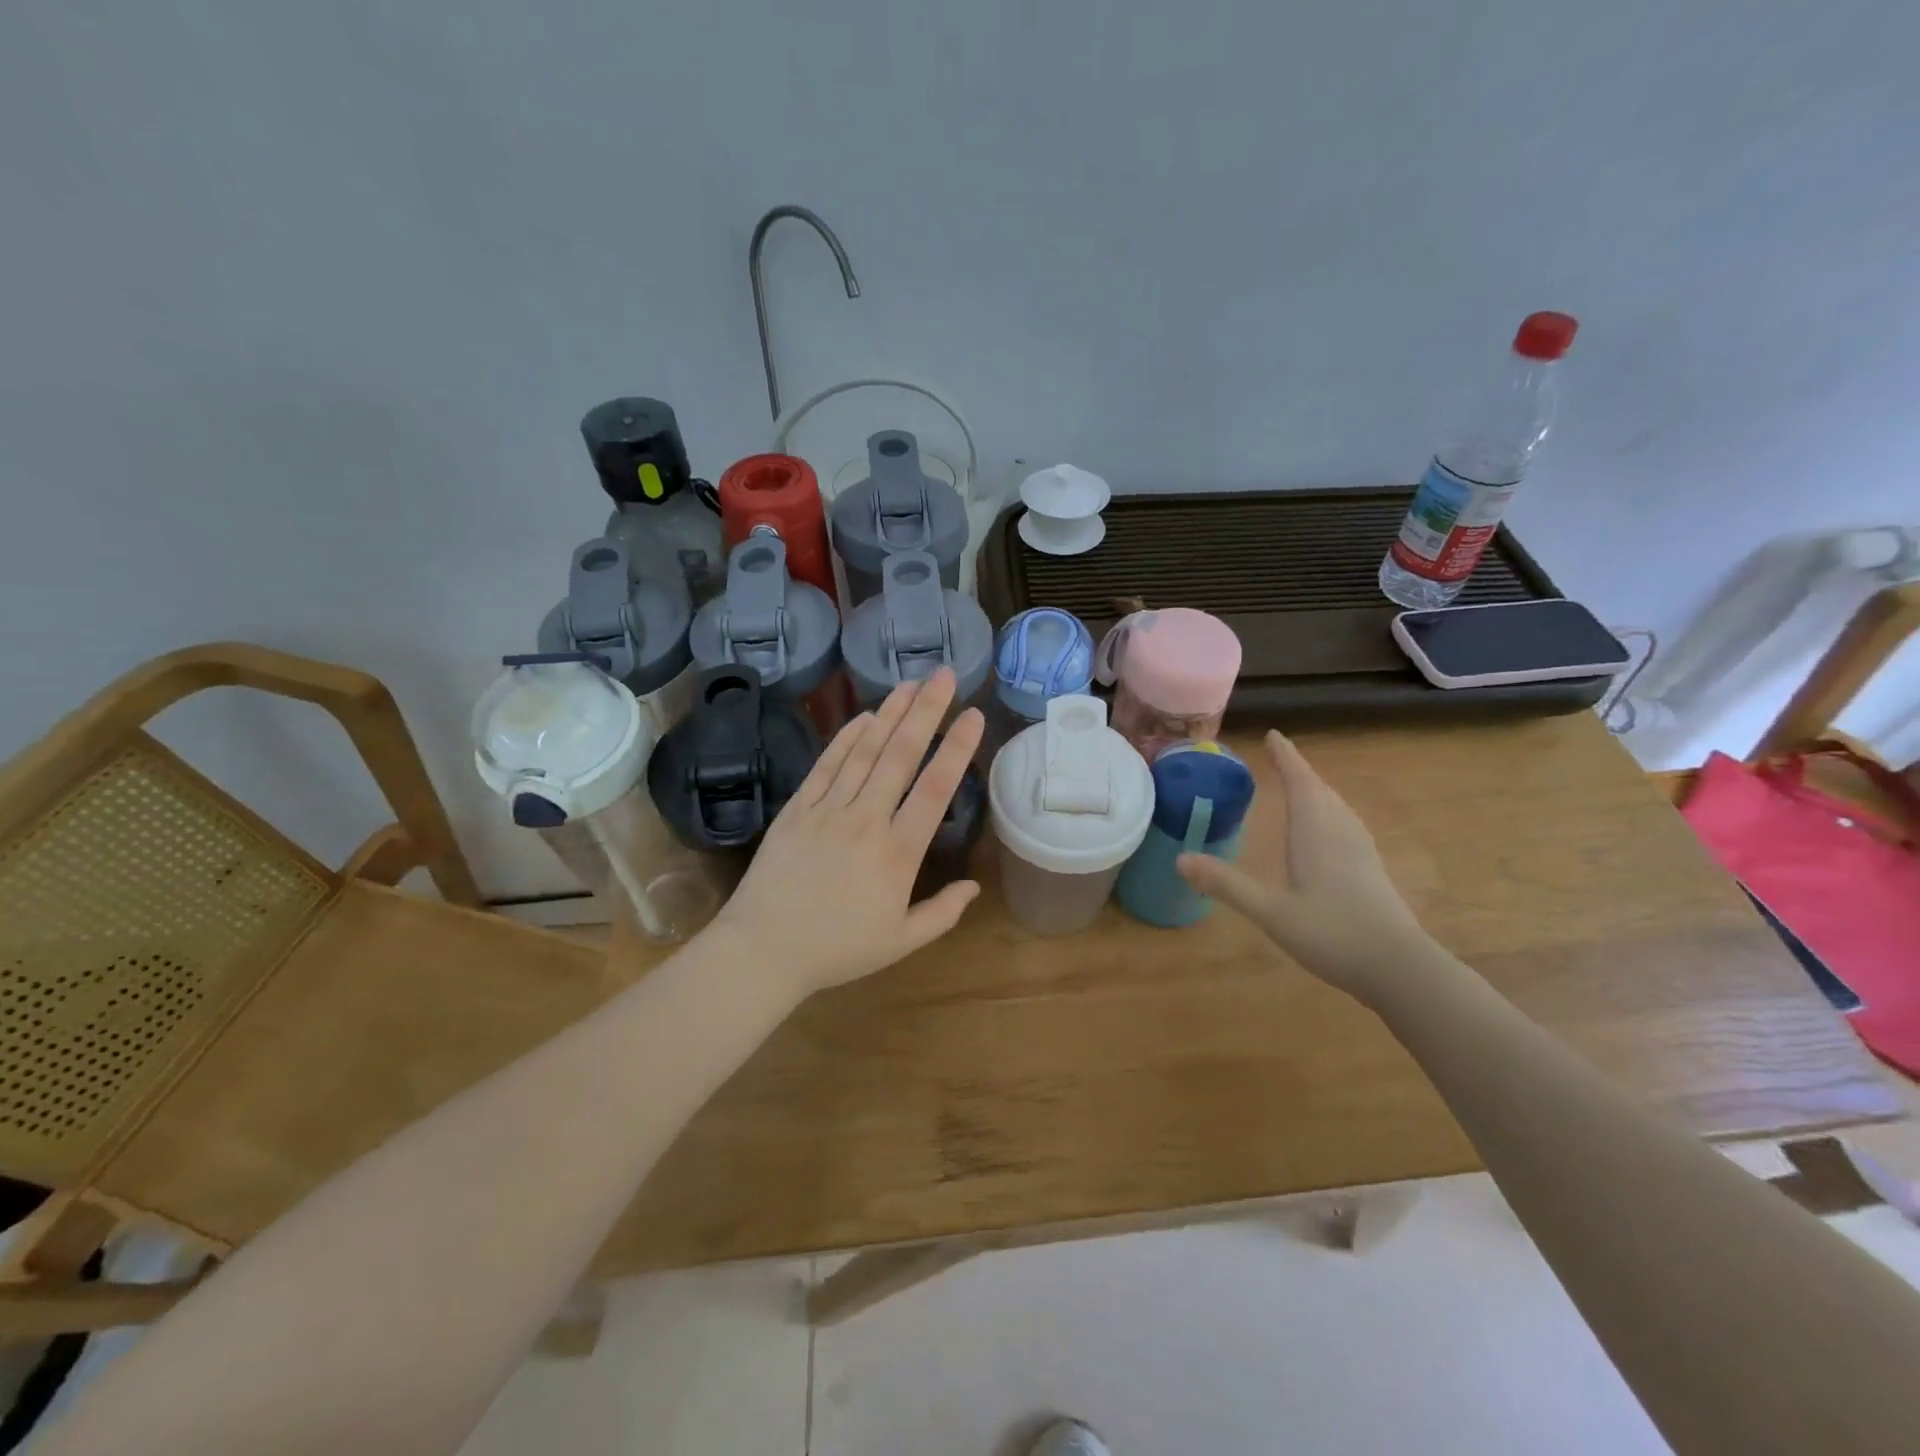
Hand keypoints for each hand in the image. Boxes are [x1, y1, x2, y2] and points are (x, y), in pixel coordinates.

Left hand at [710, 669, 984, 1003]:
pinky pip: (826, 766)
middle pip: (901, 756)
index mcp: (898, 854)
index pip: (935, 789)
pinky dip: (846, 738)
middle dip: (926, 711)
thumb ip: (942, 913)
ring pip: (864, 751)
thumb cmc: (837, 950)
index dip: (958, 748)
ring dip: (890, 714)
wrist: (763, 950)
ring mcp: (828, 810)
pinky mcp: (797, 809)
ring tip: (910, 683)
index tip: (974, 715)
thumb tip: (975, 886)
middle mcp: (866, 820)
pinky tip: (864, 716)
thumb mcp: (900, 942)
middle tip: (945, 675)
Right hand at [1176, 731, 1435, 1002]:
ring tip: (1302, 785)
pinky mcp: (1372, 871)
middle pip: (1321, 791)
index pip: (1300, 783)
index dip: (1287, 758)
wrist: (1400, 968)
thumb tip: (1180, 859)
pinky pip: (1347, 825)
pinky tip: (1330, 830)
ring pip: (1337, 807)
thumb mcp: (1271, 912)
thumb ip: (1227, 885)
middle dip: (1300, 771)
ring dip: (1318, 790)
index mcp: (1316, 834)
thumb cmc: (1333, 934)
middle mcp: (1340, 834)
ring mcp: (1361, 852)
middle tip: (1281, 757)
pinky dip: (1331, 812)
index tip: (1273, 735)